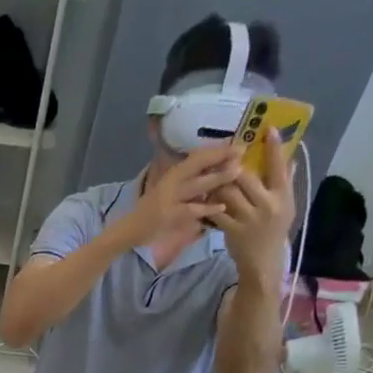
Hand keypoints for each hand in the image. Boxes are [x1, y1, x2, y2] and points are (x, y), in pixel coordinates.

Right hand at [119, 143, 243, 250]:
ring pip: (198, 185)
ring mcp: (170, 199)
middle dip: (220, 157)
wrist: (130, 229)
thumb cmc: (150, 209)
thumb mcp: (166, 189)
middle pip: (198, 165)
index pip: (196, 157)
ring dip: (218, 178)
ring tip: (237, 172)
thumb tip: (209, 168)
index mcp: (171, 174)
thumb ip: (185, 180)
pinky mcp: (169, 216)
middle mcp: (171, 183)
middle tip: (242, 151)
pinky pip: (192, 210)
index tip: (236, 143)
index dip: (216, 149)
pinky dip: (207, 208)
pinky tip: (221, 206)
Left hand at [202, 129, 294, 278]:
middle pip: (245, 177)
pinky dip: (210, 203)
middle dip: (232, 165)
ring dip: (217, 183)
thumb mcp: (286, 205)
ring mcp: (249, 219)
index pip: (280, 166)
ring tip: (211, 176)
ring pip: (228, 193)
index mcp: (283, 196)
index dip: (274, 147)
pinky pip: (217, 212)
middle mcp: (267, 205)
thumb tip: (289, 156)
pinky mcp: (232, 231)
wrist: (263, 261)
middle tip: (223, 157)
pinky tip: (205, 198)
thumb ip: (285, 182)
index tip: (269, 128)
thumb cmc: (274, 230)